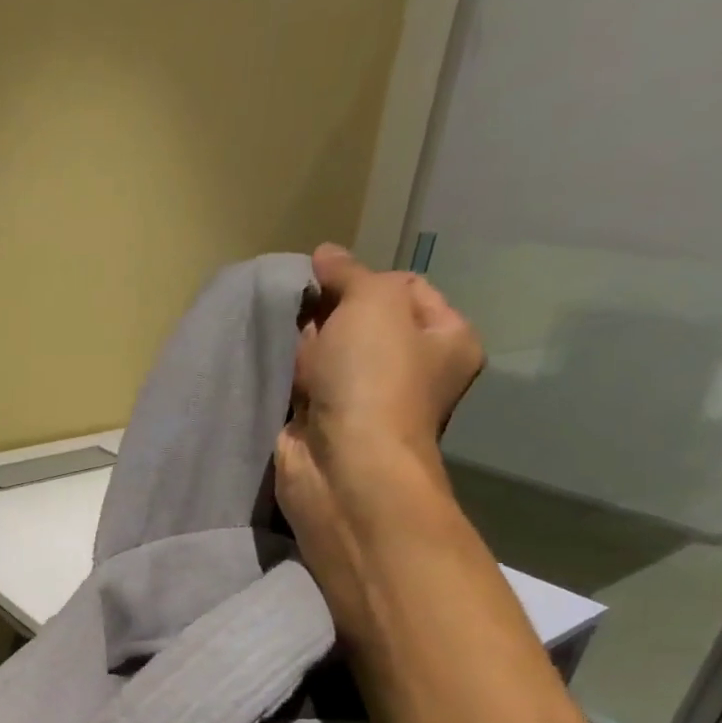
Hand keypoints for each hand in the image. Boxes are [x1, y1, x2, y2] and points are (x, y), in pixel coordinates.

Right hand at [275, 244, 482, 625]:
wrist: (342, 467)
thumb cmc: (374, 379)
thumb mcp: (373, 302)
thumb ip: (349, 273)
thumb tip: (325, 255)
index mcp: (447, 339)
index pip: (406, 286)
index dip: (365, 279)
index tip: (329, 285)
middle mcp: (412, 371)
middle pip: (364, 321)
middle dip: (329, 313)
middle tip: (302, 314)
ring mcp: (367, 402)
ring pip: (330, 354)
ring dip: (305, 345)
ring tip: (284, 340)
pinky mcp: (325, 426)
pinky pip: (304, 387)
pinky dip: (289, 377)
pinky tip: (274, 367)